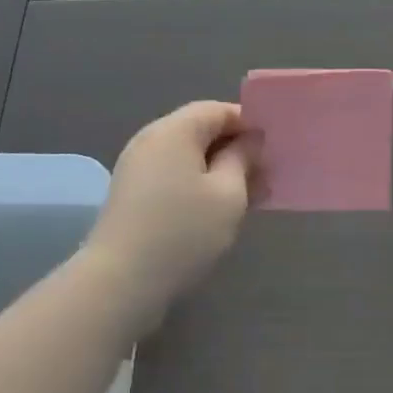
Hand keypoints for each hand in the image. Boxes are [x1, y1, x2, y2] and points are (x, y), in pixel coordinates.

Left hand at [87, 101, 255, 323]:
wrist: (119, 282)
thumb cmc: (183, 232)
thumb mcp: (228, 194)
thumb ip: (243, 159)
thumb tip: (250, 140)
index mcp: (174, 130)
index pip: (218, 110)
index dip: (249, 124)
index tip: (273, 149)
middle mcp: (151, 139)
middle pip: (200, 130)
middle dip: (235, 149)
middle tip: (266, 175)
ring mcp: (136, 167)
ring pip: (186, 156)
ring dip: (218, 170)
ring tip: (247, 196)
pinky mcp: (130, 193)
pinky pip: (171, 175)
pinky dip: (196, 184)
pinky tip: (215, 211)